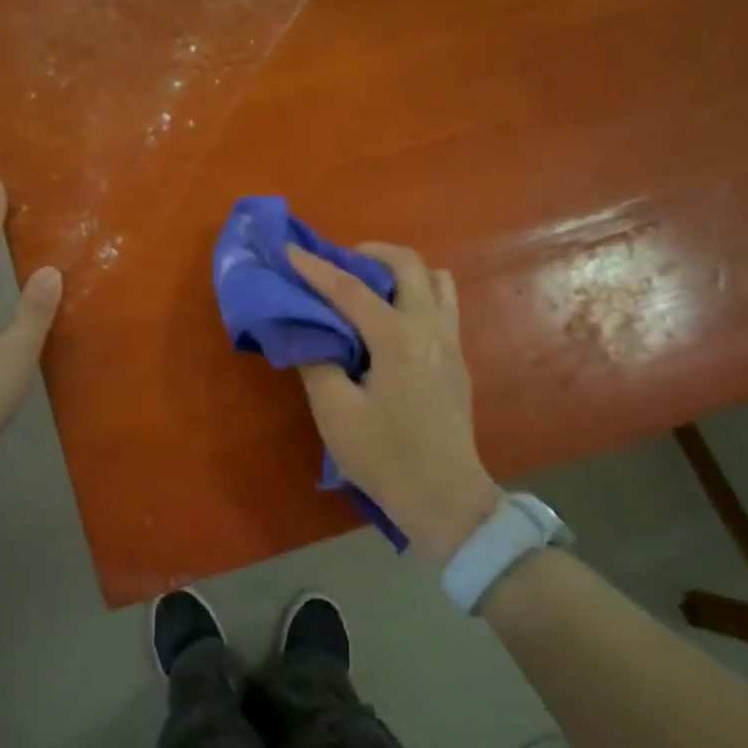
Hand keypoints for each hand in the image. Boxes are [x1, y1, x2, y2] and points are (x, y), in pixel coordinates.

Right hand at [288, 242, 501, 559]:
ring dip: (402, 272)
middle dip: (371, 254)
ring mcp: (451, 344)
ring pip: (437, 281)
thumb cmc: (385, 458)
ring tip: (370, 287)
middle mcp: (431, 329)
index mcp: (399, 339)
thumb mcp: (336, 413)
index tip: (290, 249)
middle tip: (339, 263)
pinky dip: (416, 296)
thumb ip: (317, 363)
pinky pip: (443, 307)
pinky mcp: (458, 362)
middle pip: (409, 265)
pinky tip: (391, 324)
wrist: (444, 497)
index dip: (316, 268)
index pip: (351, 290)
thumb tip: (308, 332)